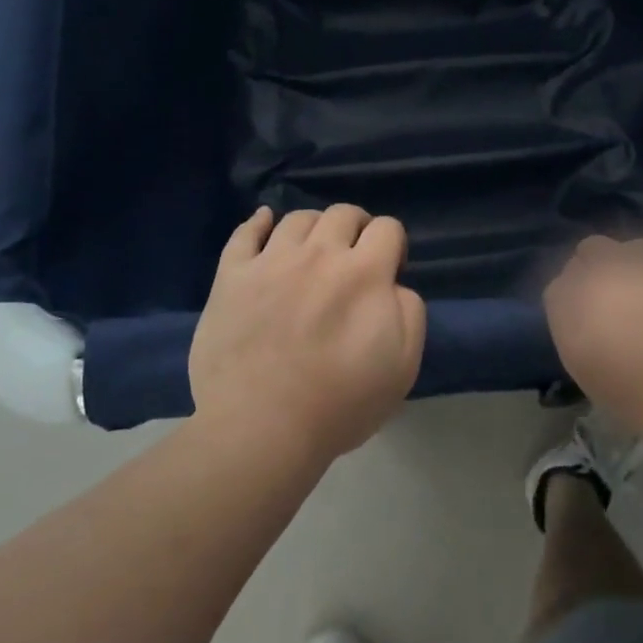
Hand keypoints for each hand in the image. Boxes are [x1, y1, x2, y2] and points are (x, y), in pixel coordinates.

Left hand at [189, 205, 426, 465]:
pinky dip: (258, 222)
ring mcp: (270, 262)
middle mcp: (318, 254)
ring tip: (313, 251)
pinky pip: (244, 234)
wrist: (260, 428)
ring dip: (314, 227)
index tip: (388, 272)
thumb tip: (394, 285)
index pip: (388, 228)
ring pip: (297, 218)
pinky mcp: (231, 276)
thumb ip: (410, 312)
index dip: (393, 245)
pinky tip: (265, 221)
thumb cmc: (339, 404)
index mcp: (364, 273)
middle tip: (353, 257)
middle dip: (357, 228)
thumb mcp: (403, 366)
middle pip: (343, 213)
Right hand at [543, 236, 642, 442]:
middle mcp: (639, 251)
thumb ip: (568, 300)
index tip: (604, 311)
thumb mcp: (575, 349)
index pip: (587, 252)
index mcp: (597, 267)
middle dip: (632, 276)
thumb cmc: (633, 389)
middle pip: (629, 251)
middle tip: (642, 319)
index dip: (594, 279)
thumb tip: (580, 278)